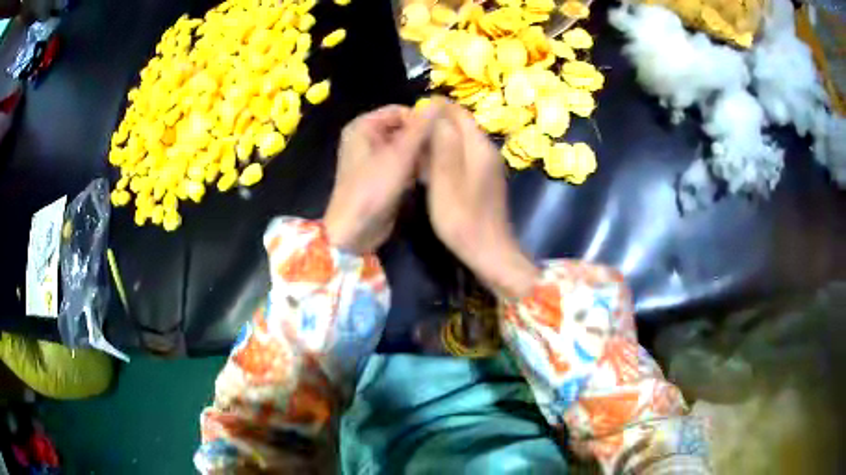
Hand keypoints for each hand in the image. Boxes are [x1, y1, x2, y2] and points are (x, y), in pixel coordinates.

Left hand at [324, 105, 436, 253]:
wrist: (354, 230)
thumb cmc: (373, 188)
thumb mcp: (399, 155)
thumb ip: (419, 128)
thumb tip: (437, 103)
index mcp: (363, 126)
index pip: (399, 111)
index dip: (420, 120)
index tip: (440, 134)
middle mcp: (366, 138)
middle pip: (402, 128)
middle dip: (422, 139)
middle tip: (442, 151)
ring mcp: (372, 158)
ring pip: (404, 147)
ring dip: (420, 155)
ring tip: (437, 164)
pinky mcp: (379, 176)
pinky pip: (400, 163)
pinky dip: (413, 168)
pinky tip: (427, 177)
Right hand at [426, 102, 538, 299]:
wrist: (489, 252)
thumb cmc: (463, 219)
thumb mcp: (446, 180)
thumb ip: (443, 143)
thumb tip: (436, 110)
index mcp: (478, 146)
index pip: (458, 112)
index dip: (436, 107)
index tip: (412, 111)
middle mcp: (486, 150)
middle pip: (460, 125)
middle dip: (435, 122)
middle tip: (409, 131)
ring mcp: (487, 166)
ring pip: (460, 141)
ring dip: (438, 140)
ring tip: (414, 147)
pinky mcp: (483, 180)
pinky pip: (462, 157)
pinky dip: (445, 156)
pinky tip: (429, 167)